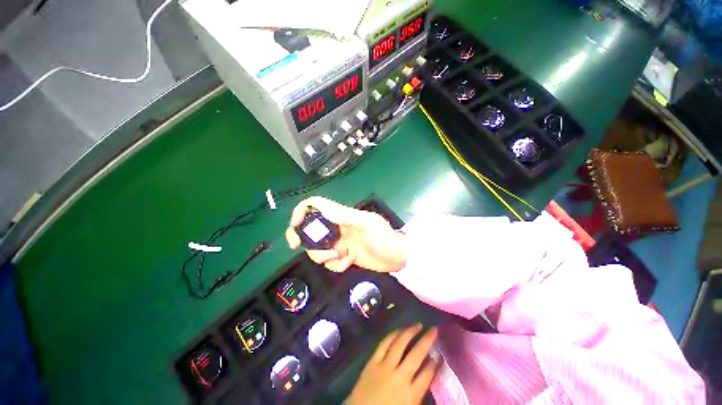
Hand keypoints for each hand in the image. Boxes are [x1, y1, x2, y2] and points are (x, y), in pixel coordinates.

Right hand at [286, 196, 406, 272]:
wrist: (397, 257)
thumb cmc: (383, 238)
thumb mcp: (366, 224)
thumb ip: (344, 216)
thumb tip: (321, 208)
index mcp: (341, 216)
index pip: (316, 205)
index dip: (301, 211)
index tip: (295, 226)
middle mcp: (337, 227)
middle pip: (311, 230)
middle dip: (306, 241)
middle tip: (303, 249)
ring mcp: (340, 242)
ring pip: (318, 248)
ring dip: (324, 256)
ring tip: (341, 257)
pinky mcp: (344, 255)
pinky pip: (330, 261)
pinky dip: (336, 265)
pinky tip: (349, 262)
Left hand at [346, 324, 439, 404]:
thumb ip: (418, 394)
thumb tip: (427, 375)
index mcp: (410, 395)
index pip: (427, 375)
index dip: (435, 364)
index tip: (439, 354)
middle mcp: (399, 377)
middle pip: (416, 355)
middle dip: (427, 341)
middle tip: (434, 329)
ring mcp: (384, 367)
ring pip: (399, 344)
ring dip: (410, 332)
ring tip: (418, 325)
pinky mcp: (372, 362)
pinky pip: (383, 344)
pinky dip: (392, 335)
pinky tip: (398, 330)